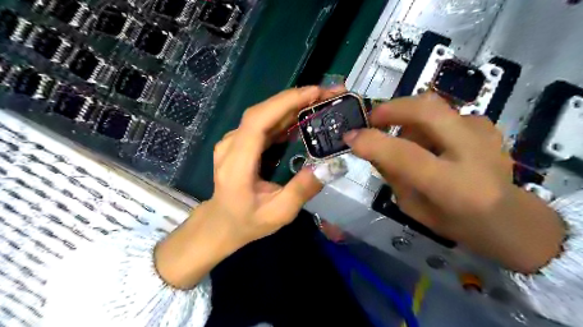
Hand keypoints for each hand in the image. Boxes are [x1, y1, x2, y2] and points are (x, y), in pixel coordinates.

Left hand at [156, 85, 344, 286]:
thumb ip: (302, 190)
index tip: (314, 93)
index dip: (284, 103)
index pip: (257, 121)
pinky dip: (284, 117)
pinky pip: (262, 124)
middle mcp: (230, 146)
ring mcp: (232, 142)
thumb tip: (329, 165)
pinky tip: (302, 117)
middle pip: (261, 112)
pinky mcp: (239, 142)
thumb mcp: (279, 213)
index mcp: (237, 164)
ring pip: (263, 115)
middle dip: (295, 99)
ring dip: (292, 105)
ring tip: (320, 102)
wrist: (220, 223)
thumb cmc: (247, 222)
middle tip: (326, 94)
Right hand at [346, 92, 564, 272]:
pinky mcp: (486, 125)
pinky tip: (431, 141)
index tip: (350, 137)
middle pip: (426, 109)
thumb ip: (392, 175)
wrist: (509, 218)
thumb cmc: (455, 221)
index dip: (371, 142)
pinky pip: (445, 114)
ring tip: (406, 141)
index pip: (404, 155)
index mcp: (452, 185)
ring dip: (408, 119)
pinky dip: (428, 124)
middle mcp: (471, 153)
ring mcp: (483, 134)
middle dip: (391, 108)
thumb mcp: (413, 207)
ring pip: (433, 107)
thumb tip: (373, 147)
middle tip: (374, 120)